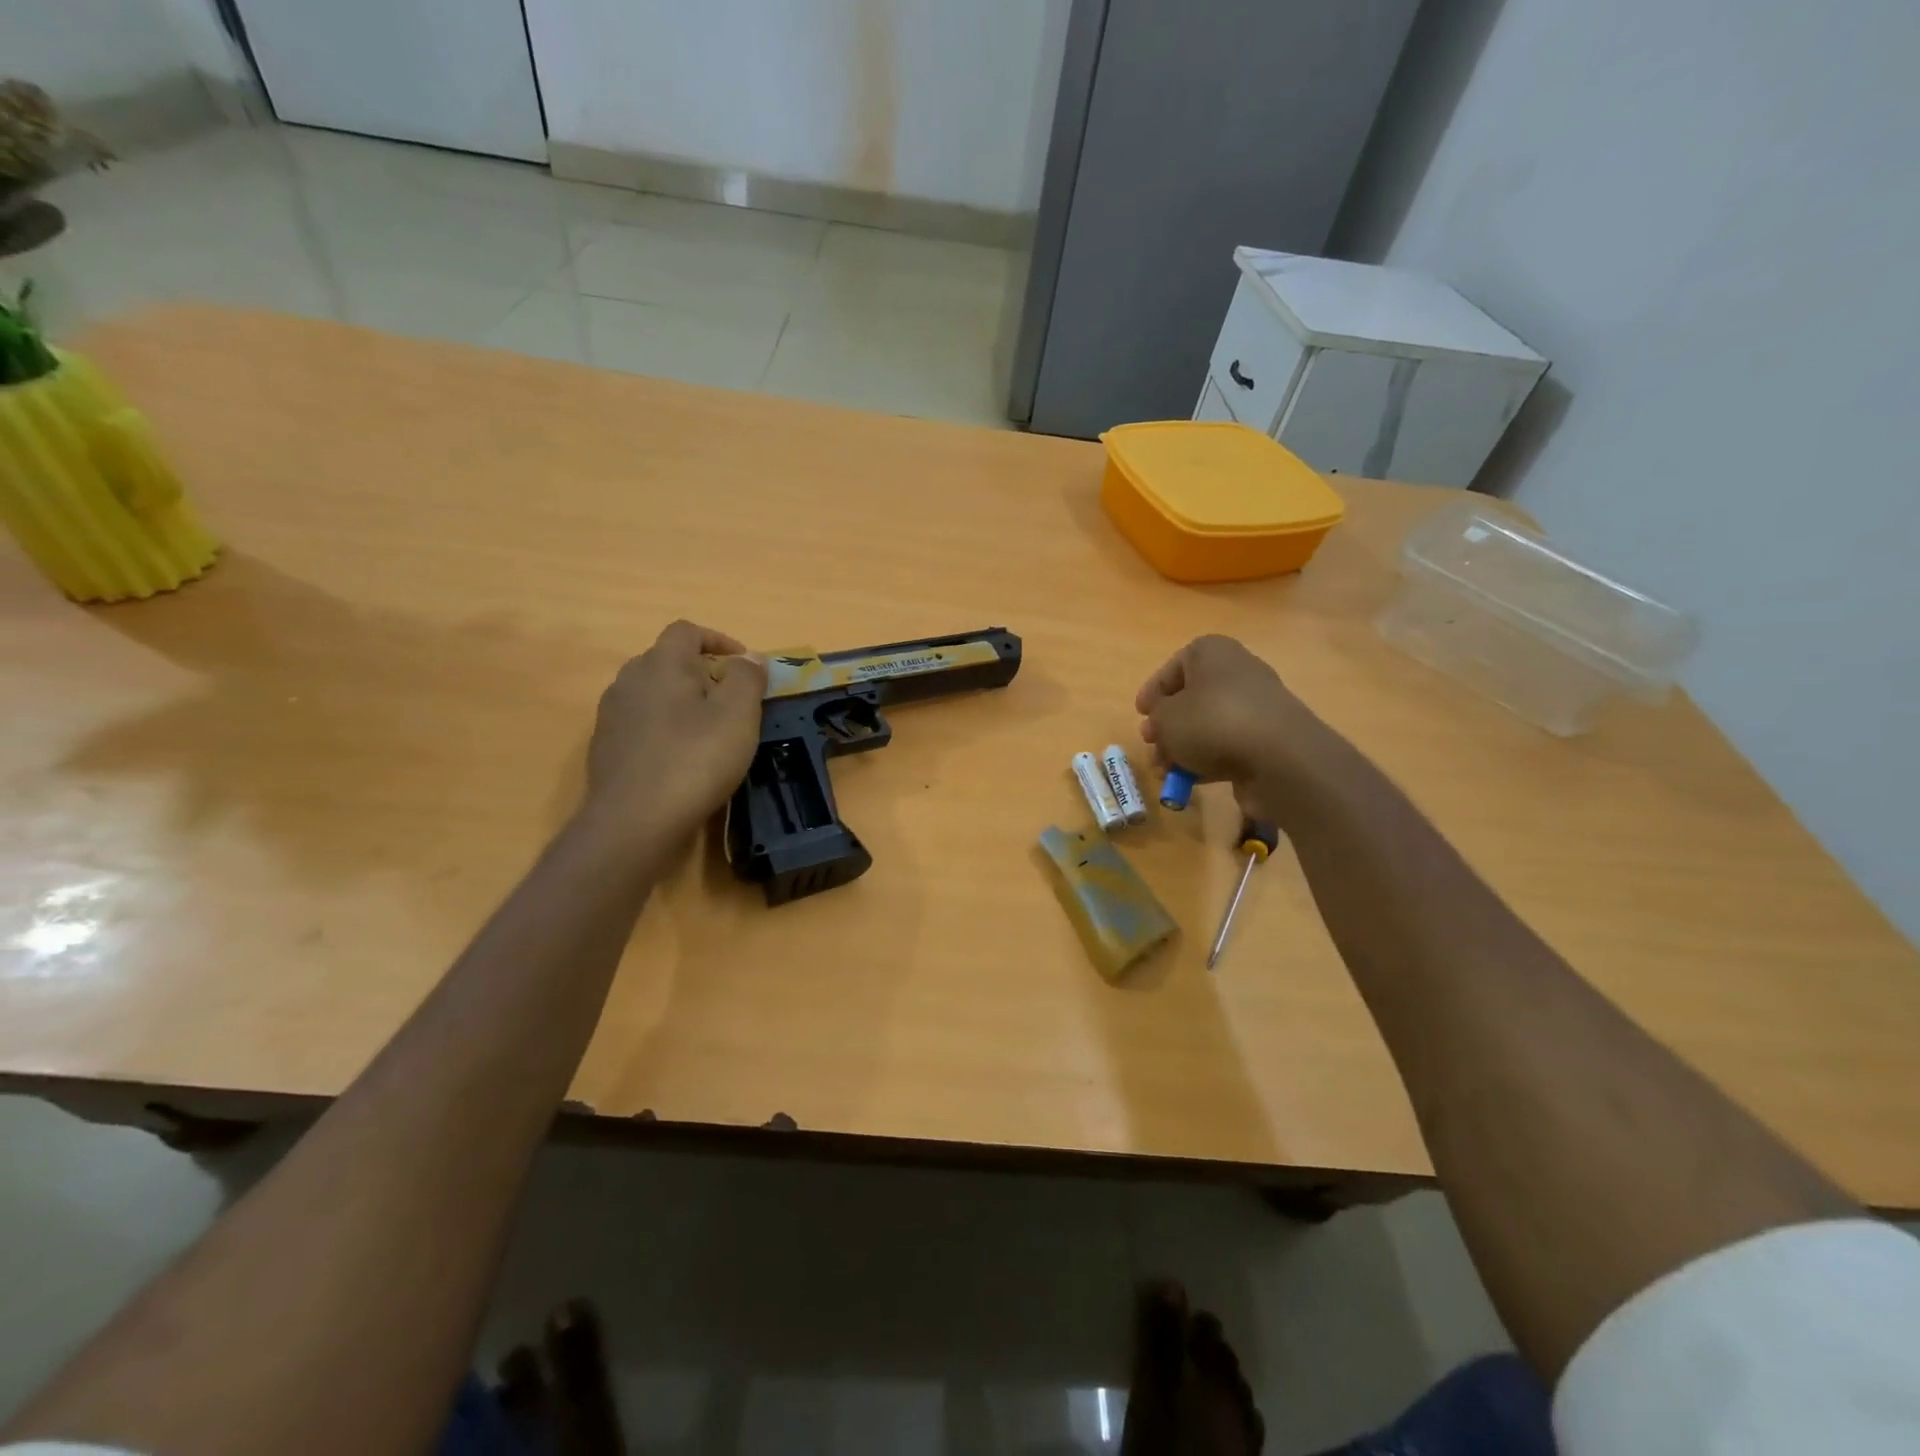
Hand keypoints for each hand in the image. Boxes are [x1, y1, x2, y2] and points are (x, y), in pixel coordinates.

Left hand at [582, 620, 765, 844]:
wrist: (634, 822)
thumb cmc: (694, 760)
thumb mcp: (738, 715)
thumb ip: (747, 678)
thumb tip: (749, 657)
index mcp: (662, 664)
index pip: (687, 631)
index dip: (718, 640)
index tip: (744, 665)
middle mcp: (629, 680)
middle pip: (667, 660)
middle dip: (701, 672)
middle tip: (731, 700)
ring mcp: (612, 715)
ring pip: (652, 693)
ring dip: (681, 701)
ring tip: (708, 730)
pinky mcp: (606, 748)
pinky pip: (640, 724)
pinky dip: (664, 729)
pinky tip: (681, 758)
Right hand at [1135, 635, 1330, 823]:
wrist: (1279, 758)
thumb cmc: (1212, 723)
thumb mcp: (1165, 718)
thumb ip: (1156, 718)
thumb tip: (1162, 724)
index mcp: (1212, 652)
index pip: (1174, 665)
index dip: (1153, 690)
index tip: (1140, 713)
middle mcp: (1238, 672)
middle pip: (1192, 697)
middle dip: (1167, 724)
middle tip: (1151, 743)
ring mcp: (1256, 706)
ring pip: (1208, 724)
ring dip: (1183, 747)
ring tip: (1165, 771)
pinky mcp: (1268, 738)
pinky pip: (1228, 745)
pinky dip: (1207, 760)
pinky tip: (1190, 781)